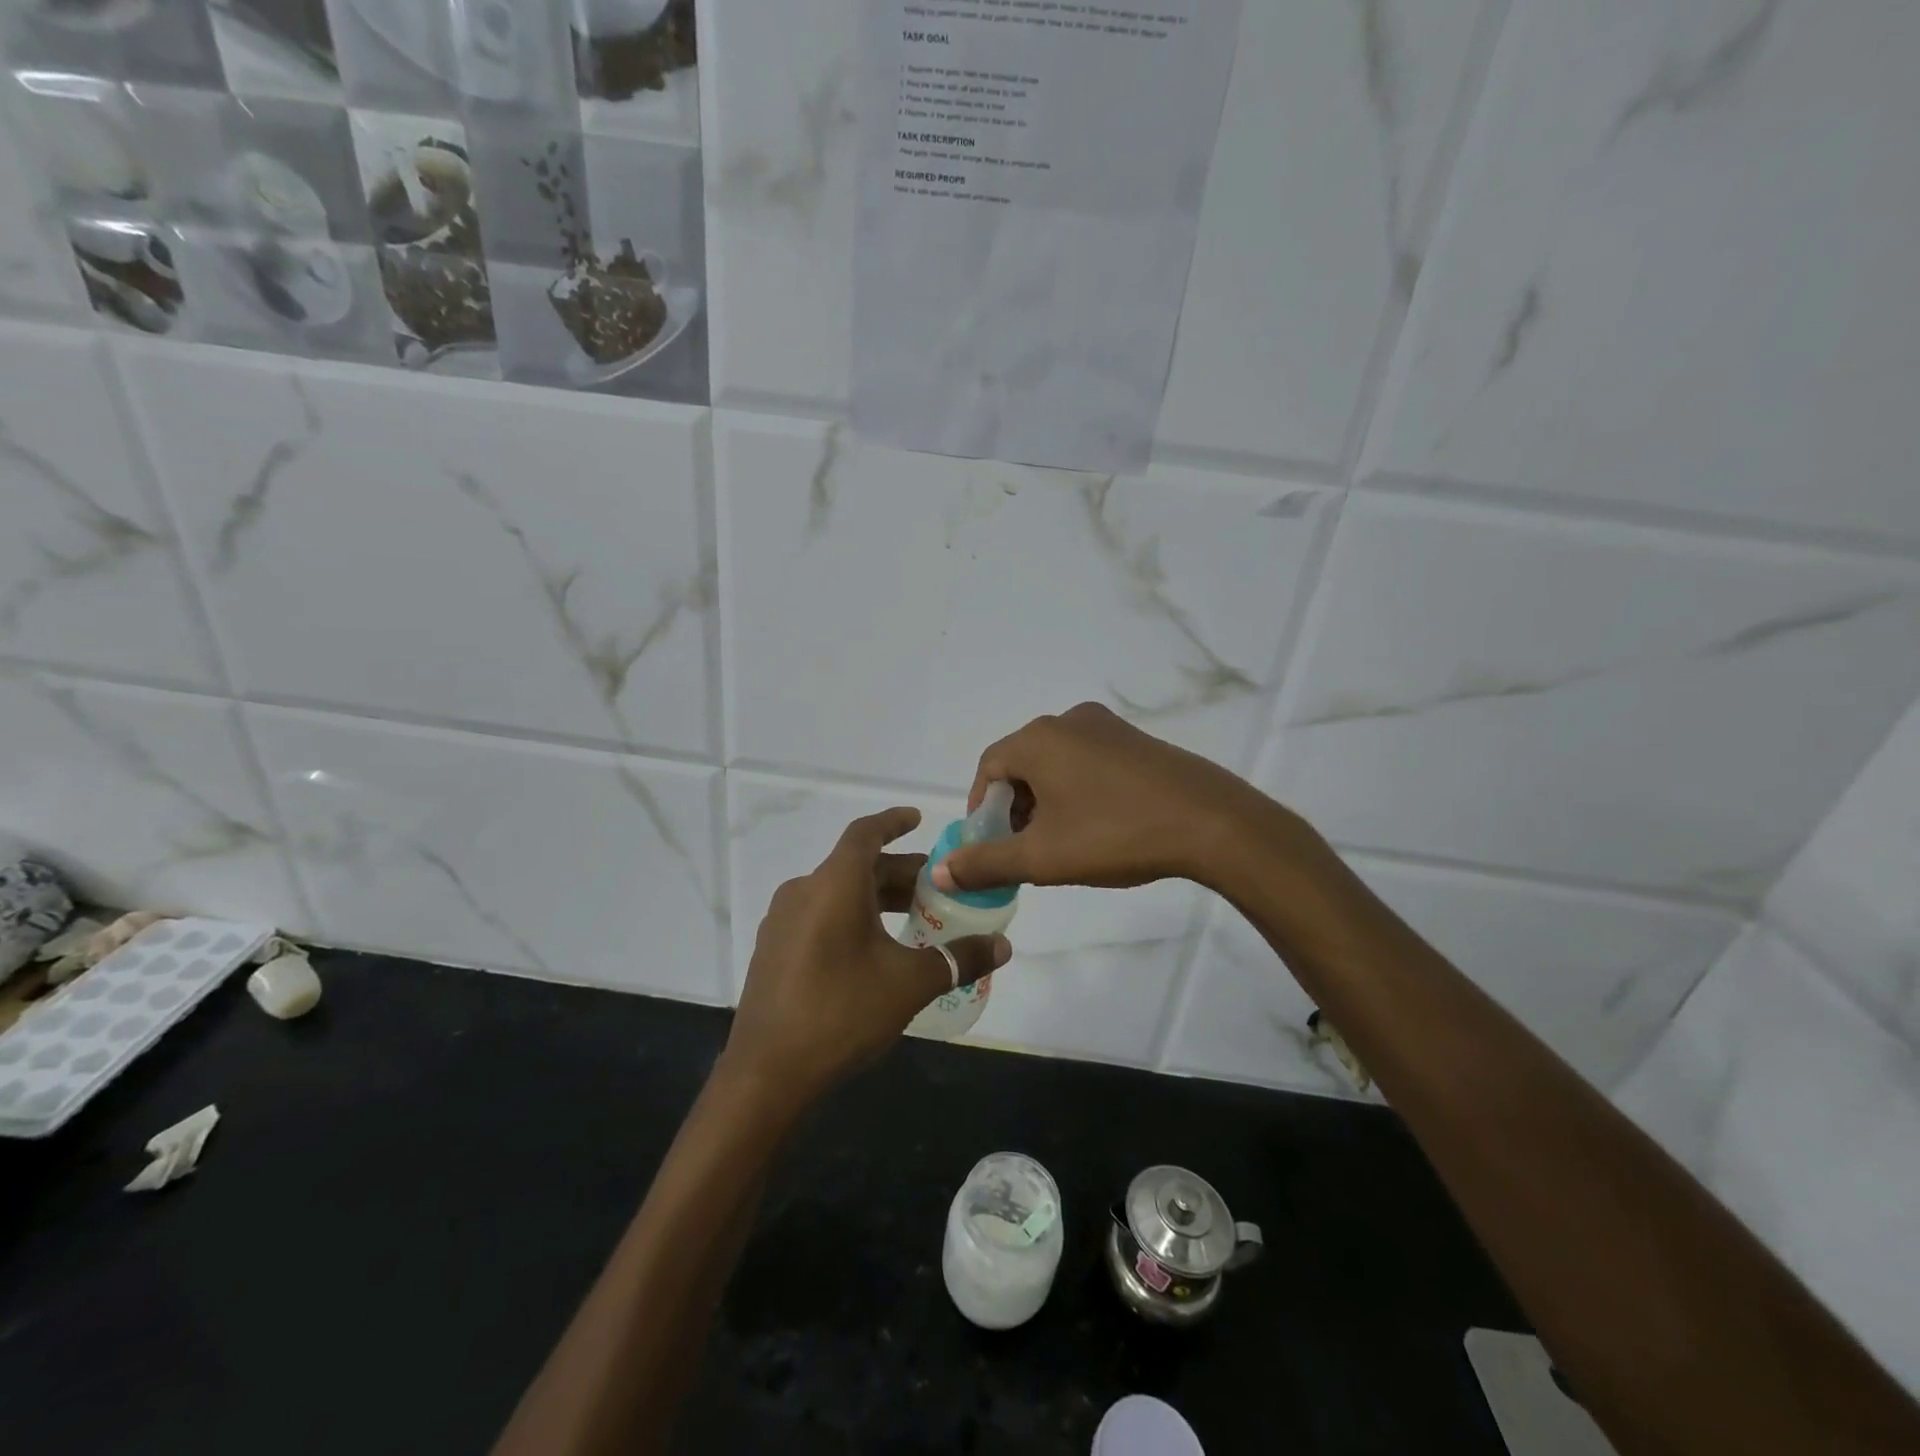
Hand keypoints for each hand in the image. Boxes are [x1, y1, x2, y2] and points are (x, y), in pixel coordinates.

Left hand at [724, 808, 1011, 1104]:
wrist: (766, 1074)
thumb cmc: (842, 1012)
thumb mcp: (909, 984)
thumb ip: (958, 959)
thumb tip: (1004, 946)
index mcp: (833, 885)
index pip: (865, 833)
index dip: (893, 822)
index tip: (917, 819)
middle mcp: (803, 891)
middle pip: (855, 866)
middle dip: (897, 872)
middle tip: (934, 886)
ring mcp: (782, 921)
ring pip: (837, 892)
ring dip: (875, 897)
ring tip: (911, 917)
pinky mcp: (773, 949)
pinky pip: (818, 915)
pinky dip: (850, 916)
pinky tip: (873, 948)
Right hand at [933, 703, 1284, 892]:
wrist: (1211, 823)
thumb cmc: (1115, 835)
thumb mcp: (1043, 857)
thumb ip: (986, 863)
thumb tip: (941, 872)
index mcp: (1039, 739)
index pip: (988, 768)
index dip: (982, 809)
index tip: (991, 846)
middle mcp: (1068, 721)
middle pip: (1022, 764)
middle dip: (1015, 808)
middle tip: (1025, 850)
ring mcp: (1107, 727)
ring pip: (1056, 764)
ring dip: (1046, 801)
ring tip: (1061, 843)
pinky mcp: (1136, 741)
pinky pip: (1088, 762)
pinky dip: (1077, 791)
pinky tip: (1097, 826)